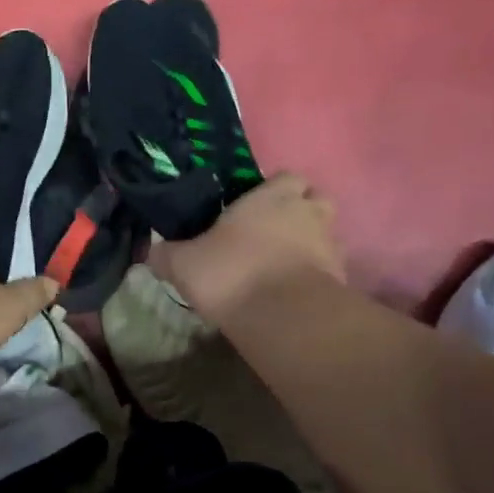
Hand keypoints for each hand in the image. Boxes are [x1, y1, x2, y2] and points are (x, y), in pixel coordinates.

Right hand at [149, 173, 343, 324]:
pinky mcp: (341, 278)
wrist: (283, 316)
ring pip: (327, 233)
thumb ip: (166, 254)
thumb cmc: (231, 273)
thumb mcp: (184, 264)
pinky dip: (317, 274)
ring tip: (285, 263)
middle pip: (317, 199)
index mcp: (271, 197)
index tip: (254, 207)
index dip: (274, 189)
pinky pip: (330, 267)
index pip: (286, 176)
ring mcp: (330, 244)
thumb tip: (152, 250)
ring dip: (312, 243)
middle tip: (274, 232)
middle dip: (301, 211)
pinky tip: (295, 290)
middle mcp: (307, 212)